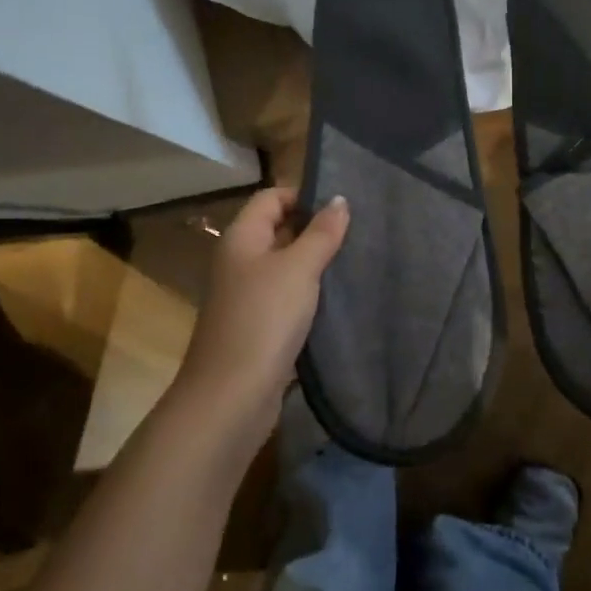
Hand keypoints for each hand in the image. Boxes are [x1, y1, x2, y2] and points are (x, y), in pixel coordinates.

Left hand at [173, 187, 348, 435]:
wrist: (231, 395)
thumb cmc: (264, 318)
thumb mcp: (299, 268)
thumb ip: (321, 232)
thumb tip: (339, 199)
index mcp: (242, 237)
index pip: (272, 197)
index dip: (304, 195)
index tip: (343, 205)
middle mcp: (240, 260)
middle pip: (279, 229)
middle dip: (315, 228)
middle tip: (359, 230)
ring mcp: (247, 295)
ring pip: (285, 265)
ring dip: (315, 263)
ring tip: (356, 259)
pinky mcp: (258, 325)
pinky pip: (287, 296)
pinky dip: (310, 293)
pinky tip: (339, 297)